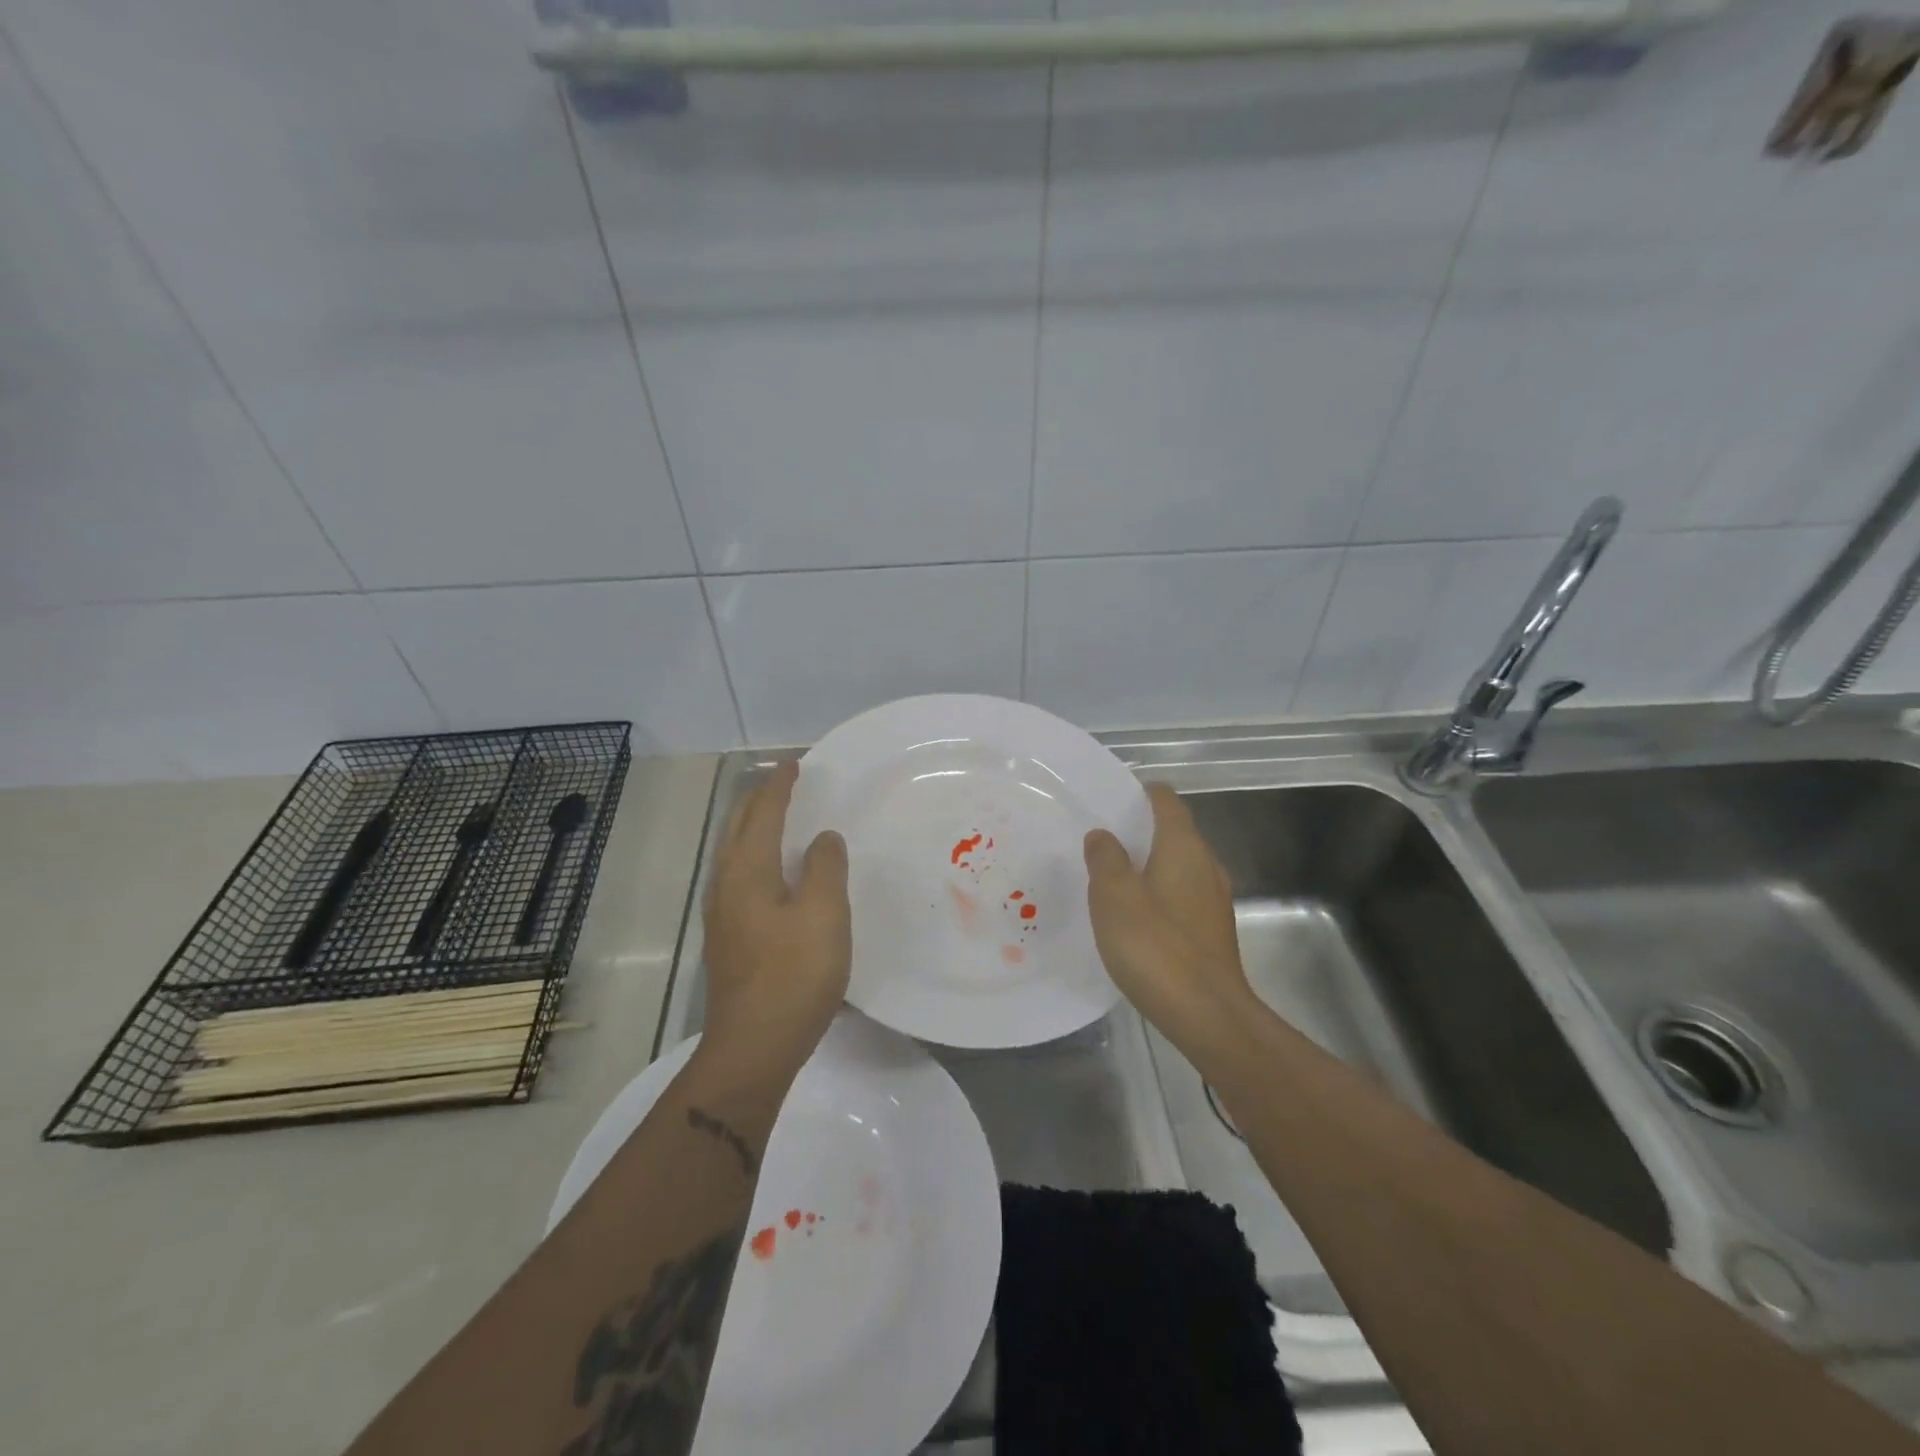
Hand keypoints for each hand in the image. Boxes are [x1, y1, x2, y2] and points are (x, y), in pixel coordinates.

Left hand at [701, 761, 850, 1077]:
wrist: (754, 1047)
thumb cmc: (794, 975)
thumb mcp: (824, 914)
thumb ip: (825, 867)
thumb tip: (822, 839)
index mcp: (747, 871)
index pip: (763, 813)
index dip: (780, 786)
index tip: (795, 764)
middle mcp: (726, 885)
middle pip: (739, 828)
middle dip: (760, 801)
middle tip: (786, 785)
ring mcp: (722, 914)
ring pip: (735, 854)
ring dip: (755, 828)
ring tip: (780, 820)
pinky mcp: (729, 938)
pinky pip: (740, 877)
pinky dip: (757, 857)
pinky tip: (776, 875)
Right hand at [1084, 783, 1254, 1051]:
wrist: (1207, 1015)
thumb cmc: (1155, 946)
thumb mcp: (1114, 896)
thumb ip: (1106, 858)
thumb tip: (1103, 834)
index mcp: (1184, 847)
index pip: (1166, 800)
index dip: (1140, 793)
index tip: (1110, 799)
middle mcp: (1205, 865)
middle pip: (1174, 832)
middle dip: (1139, 831)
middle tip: (1099, 840)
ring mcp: (1213, 900)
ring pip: (1178, 866)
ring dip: (1148, 865)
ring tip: (1110, 877)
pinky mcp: (1212, 931)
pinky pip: (1181, 895)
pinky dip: (1158, 893)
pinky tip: (1134, 916)